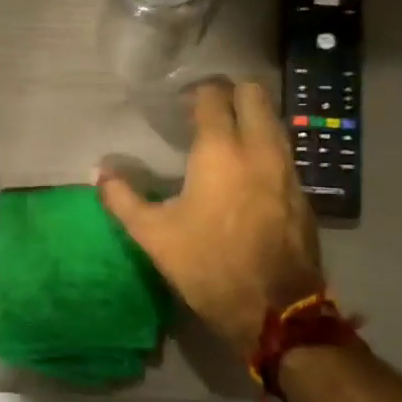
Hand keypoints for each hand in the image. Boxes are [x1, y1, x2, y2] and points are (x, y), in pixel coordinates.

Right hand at [96, 80, 320, 354]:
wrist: (275, 309)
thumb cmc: (207, 264)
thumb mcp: (153, 235)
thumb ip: (122, 198)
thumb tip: (99, 172)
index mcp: (221, 150)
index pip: (214, 96)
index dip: (196, 92)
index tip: (180, 103)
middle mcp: (260, 148)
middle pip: (254, 94)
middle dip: (231, 93)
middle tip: (206, 111)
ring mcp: (287, 169)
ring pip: (273, 121)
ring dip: (251, 118)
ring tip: (225, 138)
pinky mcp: (302, 192)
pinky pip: (283, 151)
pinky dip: (264, 147)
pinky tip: (246, 171)